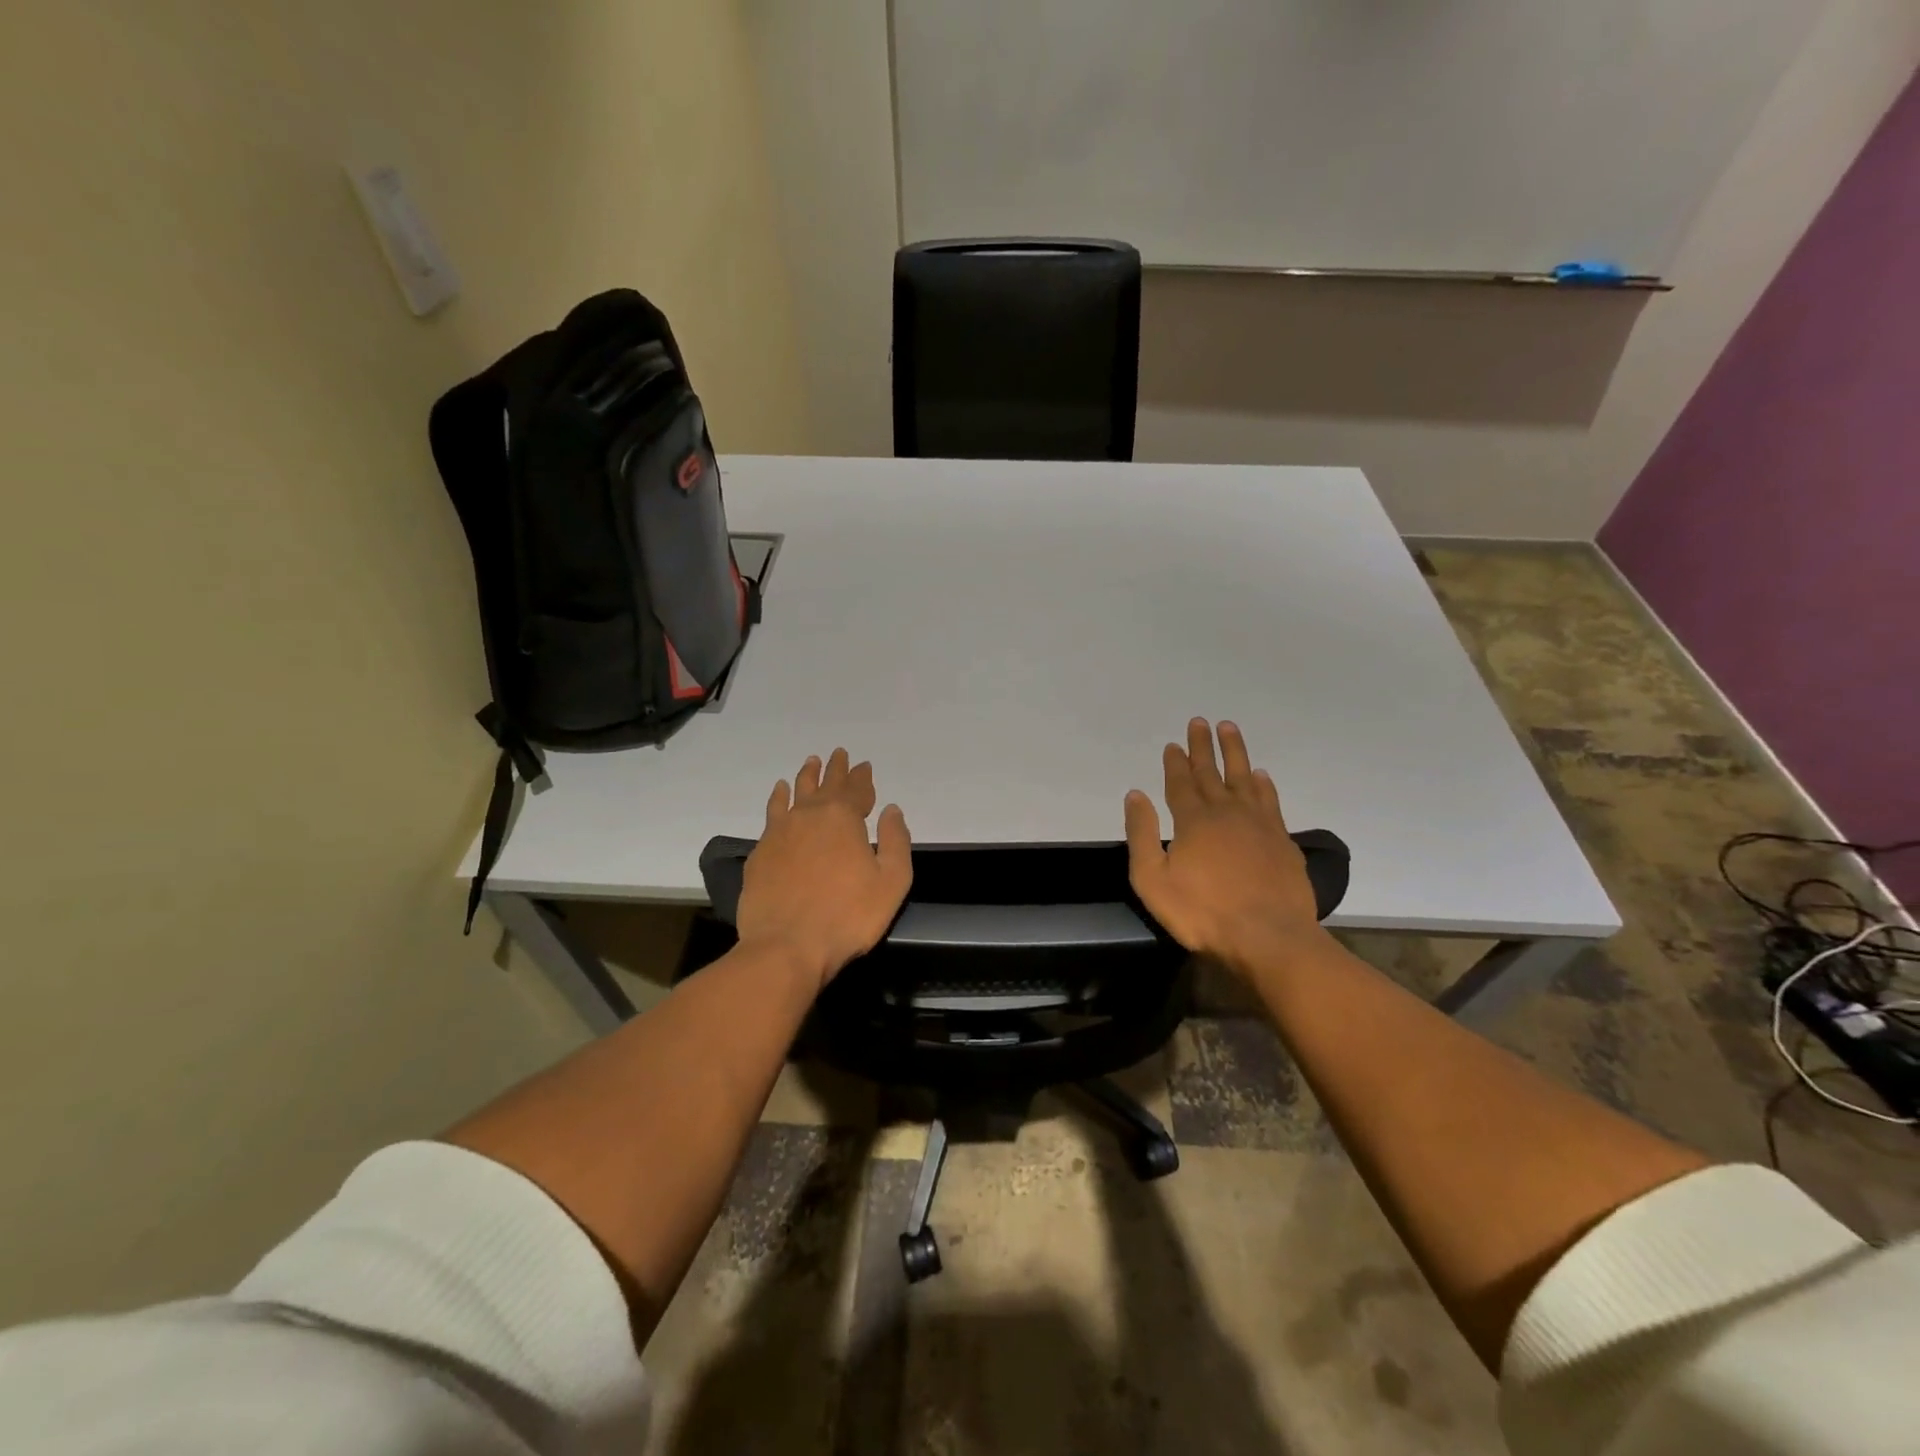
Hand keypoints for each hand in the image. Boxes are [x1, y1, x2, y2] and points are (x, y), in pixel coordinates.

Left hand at [736, 748, 911, 991]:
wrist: (786, 946)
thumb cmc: (848, 916)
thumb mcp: (891, 882)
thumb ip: (896, 842)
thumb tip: (892, 810)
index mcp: (843, 819)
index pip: (856, 789)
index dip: (862, 777)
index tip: (864, 766)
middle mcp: (809, 816)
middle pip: (825, 785)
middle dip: (835, 769)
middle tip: (838, 753)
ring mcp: (780, 832)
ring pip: (795, 793)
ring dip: (805, 776)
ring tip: (810, 762)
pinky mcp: (760, 852)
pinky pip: (772, 813)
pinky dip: (779, 798)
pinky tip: (780, 793)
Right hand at [1124, 718, 1323, 969]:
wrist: (1268, 936)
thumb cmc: (1202, 912)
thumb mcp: (1153, 879)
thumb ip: (1142, 834)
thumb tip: (1135, 794)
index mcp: (1193, 820)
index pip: (1180, 783)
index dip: (1175, 763)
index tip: (1173, 743)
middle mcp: (1226, 812)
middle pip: (1211, 772)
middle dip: (1203, 747)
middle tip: (1200, 721)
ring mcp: (1258, 824)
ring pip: (1244, 778)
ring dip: (1235, 753)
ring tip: (1230, 729)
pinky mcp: (1282, 840)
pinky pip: (1270, 801)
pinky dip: (1263, 785)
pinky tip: (1261, 776)